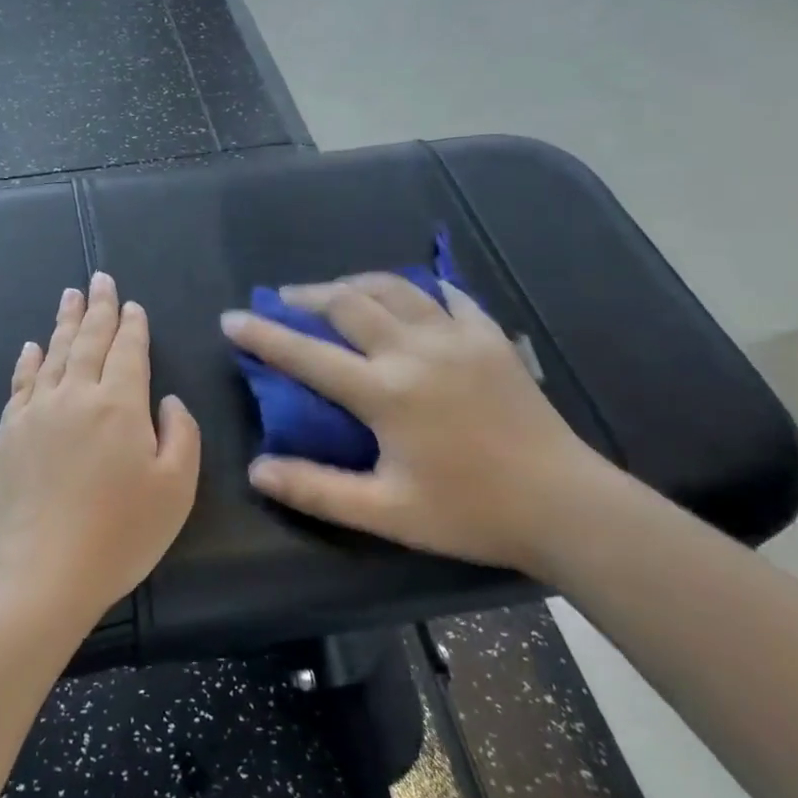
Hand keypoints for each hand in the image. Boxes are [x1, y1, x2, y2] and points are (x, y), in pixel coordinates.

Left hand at [0, 271, 200, 632]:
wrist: (38, 575)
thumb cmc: (118, 536)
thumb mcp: (176, 490)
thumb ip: (180, 435)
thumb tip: (166, 400)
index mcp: (120, 405)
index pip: (129, 351)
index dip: (132, 326)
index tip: (131, 304)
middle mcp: (76, 395)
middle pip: (88, 340)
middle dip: (97, 308)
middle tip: (99, 278)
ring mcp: (36, 412)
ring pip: (53, 353)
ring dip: (64, 322)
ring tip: (69, 296)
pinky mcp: (7, 433)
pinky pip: (21, 382)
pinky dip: (28, 360)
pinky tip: (31, 347)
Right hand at [220, 274, 623, 577]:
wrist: (565, 505)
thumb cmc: (470, 512)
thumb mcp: (386, 513)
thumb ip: (317, 489)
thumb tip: (257, 469)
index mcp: (385, 392)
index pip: (307, 355)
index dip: (263, 335)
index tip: (231, 318)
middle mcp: (415, 350)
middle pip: (349, 302)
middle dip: (307, 296)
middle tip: (284, 299)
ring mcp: (457, 337)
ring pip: (395, 288)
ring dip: (356, 284)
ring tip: (336, 292)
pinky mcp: (491, 337)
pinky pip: (450, 296)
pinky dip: (422, 289)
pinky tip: (414, 297)